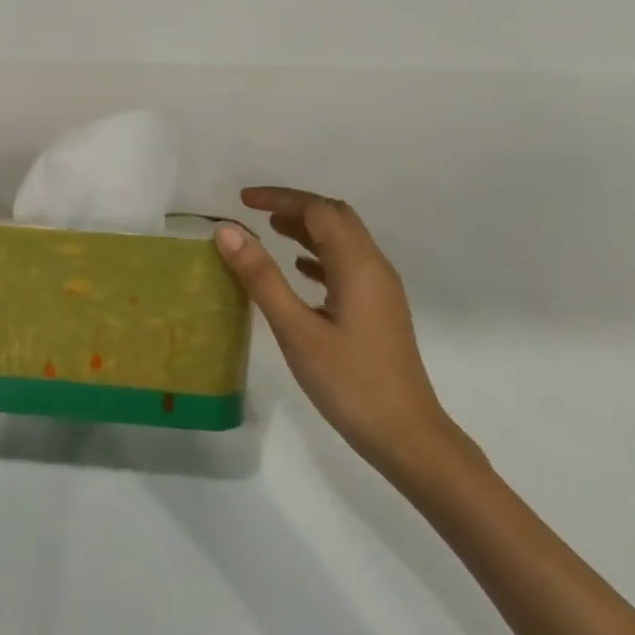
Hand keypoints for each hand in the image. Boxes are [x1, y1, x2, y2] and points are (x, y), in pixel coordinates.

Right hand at [215, 187, 468, 480]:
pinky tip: (299, 270)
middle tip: (256, 212)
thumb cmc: (349, 382)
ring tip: (270, 231)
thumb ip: (261, 277)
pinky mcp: (378, 311)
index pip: (318, 210)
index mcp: (358, 265)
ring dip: (308, 229)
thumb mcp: (296, 329)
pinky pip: (347, 266)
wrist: (406, 436)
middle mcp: (374, 268)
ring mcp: (380, 291)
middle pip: (336, 218)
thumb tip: (227, 230)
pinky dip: (319, 255)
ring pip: (343, 241)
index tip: (242, 200)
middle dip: (296, 207)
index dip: (280, 198)